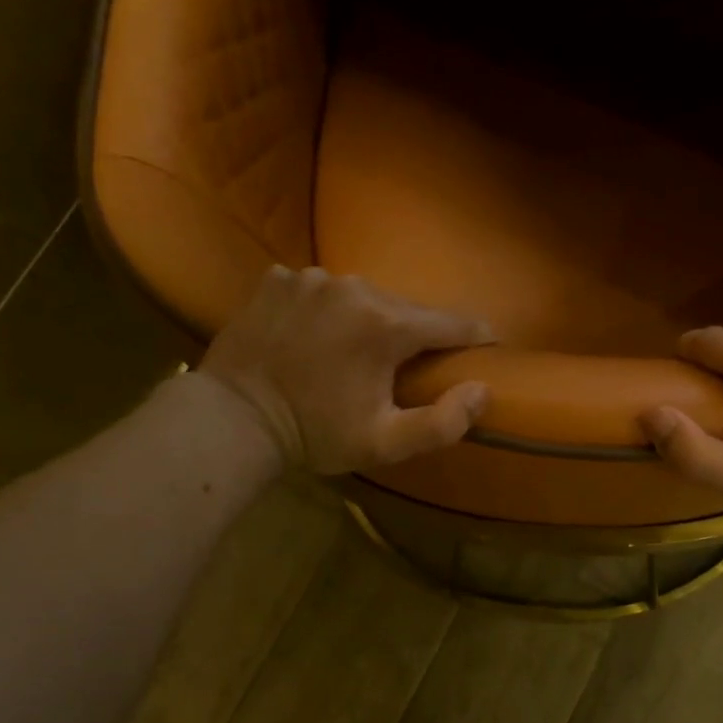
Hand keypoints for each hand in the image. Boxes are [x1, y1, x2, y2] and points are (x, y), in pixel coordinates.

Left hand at [200, 266, 494, 474]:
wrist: (234, 419)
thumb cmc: (316, 434)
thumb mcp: (386, 443)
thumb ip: (443, 422)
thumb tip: (482, 390)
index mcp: (386, 325)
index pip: (451, 323)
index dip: (475, 336)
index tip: (488, 345)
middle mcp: (353, 287)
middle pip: (406, 308)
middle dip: (417, 334)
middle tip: (414, 366)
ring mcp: (310, 278)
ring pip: (363, 296)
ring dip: (372, 321)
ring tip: (361, 353)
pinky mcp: (277, 280)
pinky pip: (321, 290)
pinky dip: (329, 310)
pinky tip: (317, 337)